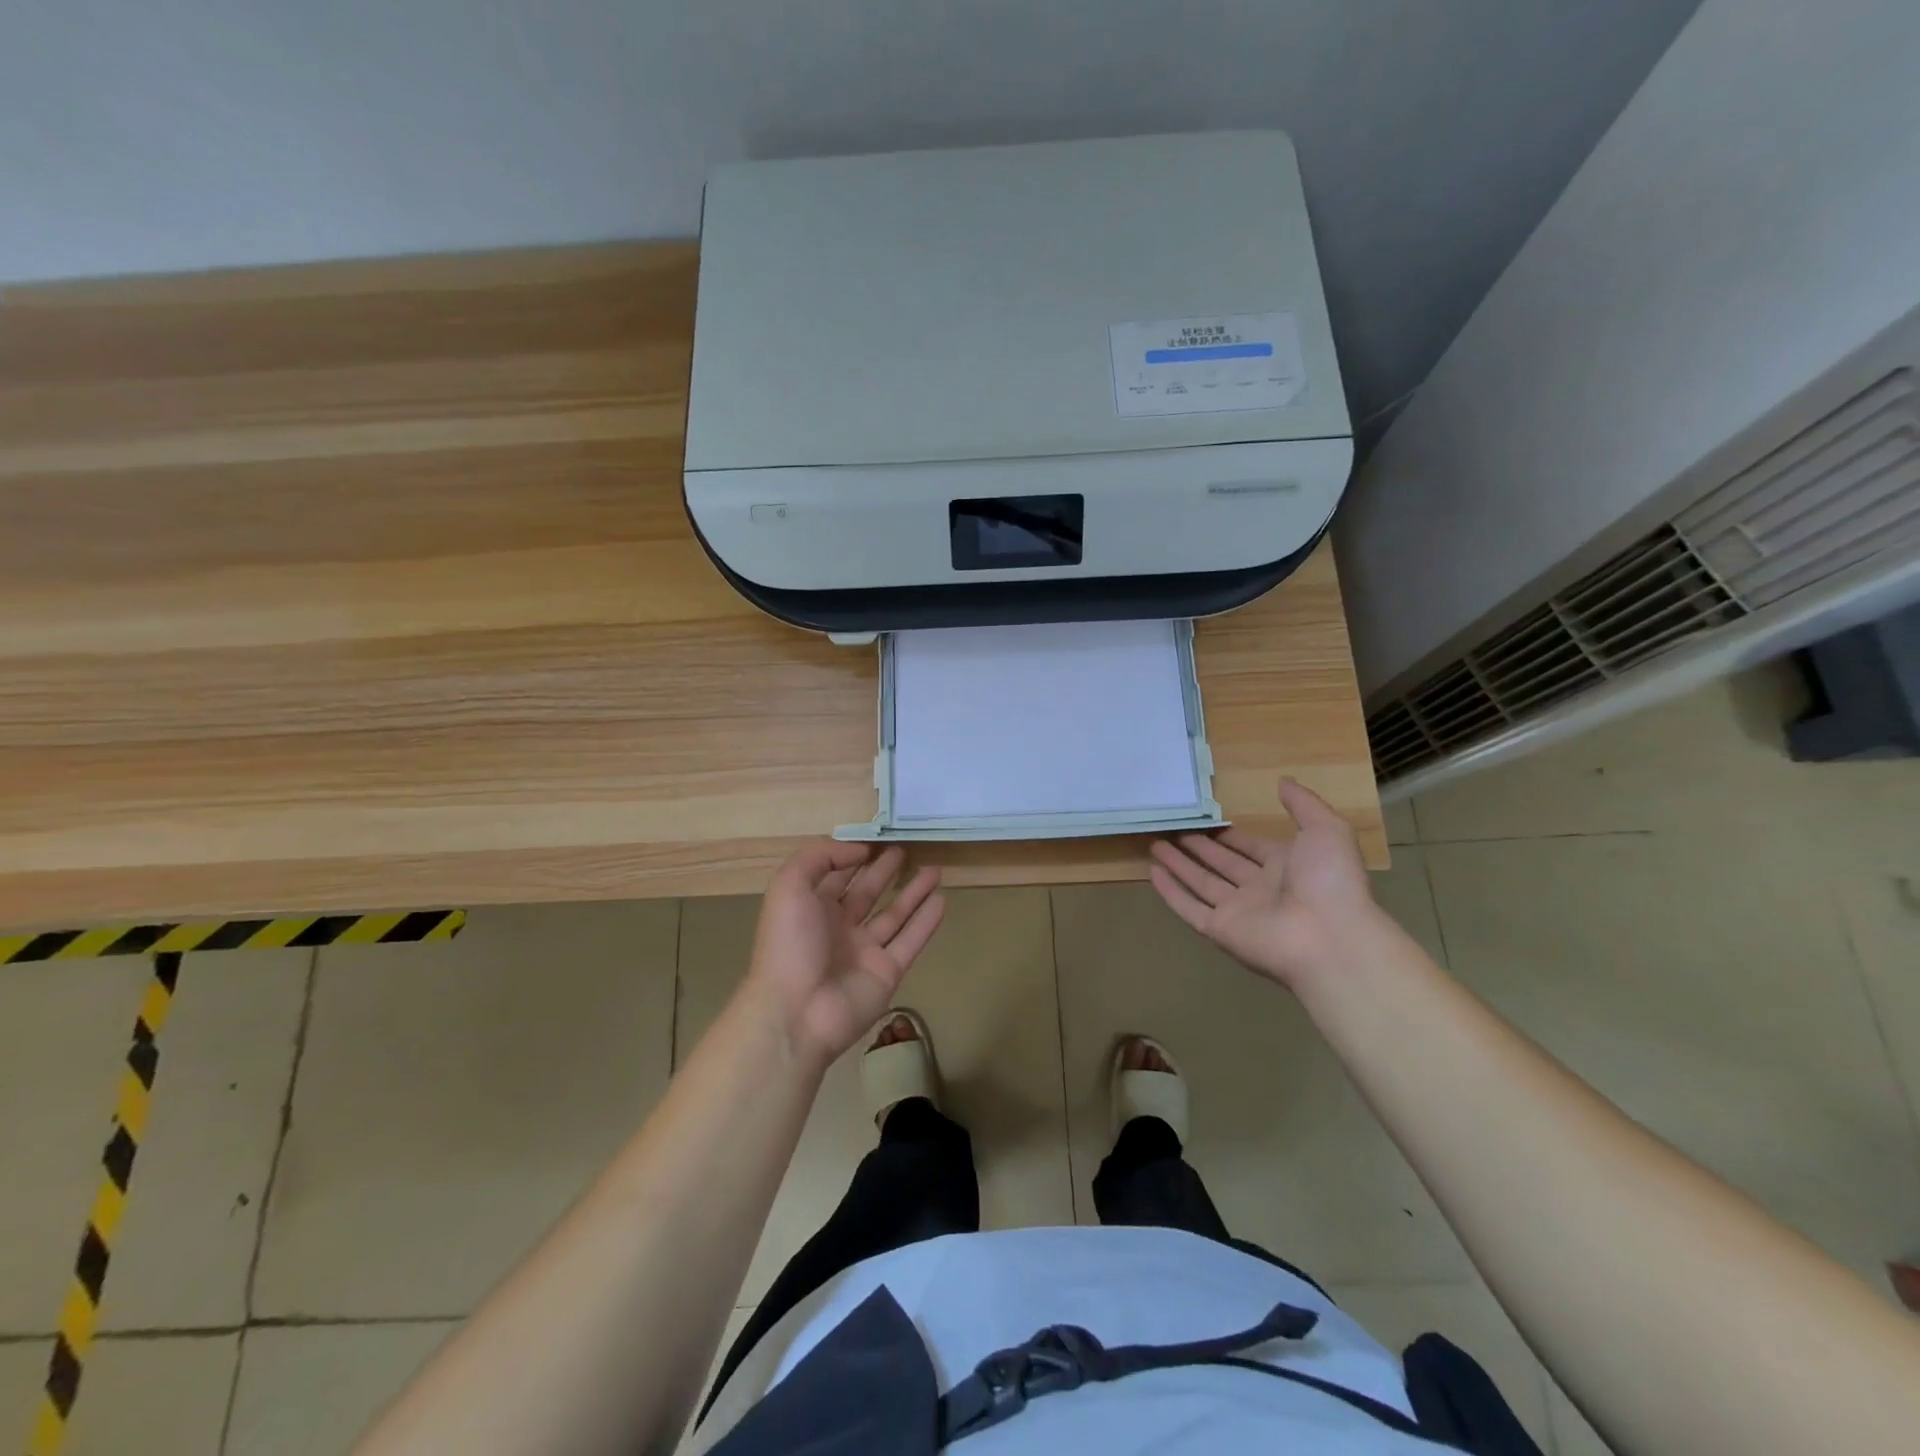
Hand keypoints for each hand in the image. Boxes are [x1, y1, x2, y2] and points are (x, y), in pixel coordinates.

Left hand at [742, 840, 945, 1070]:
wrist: (796, 1013)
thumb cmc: (789, 944)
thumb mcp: (789, 886)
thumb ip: (819, 857)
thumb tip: (858, 851)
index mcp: (810, 909)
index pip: (834, 877)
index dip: (850, 859)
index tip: (873, 842)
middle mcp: (837, 928)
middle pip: (866, 894)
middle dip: (883, 873)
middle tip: (905, 852)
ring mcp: (864, 952)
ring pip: (894, 915)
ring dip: (914, 893)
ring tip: (935, 870)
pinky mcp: (887, 972)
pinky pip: (910, 941)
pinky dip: (926, 922)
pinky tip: (942, 900)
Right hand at [1148, 780, 1381, 992]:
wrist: (1331, 939)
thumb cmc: (1330, 882)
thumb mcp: (1326, 830)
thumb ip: (1303, 804)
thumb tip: (1282, 781)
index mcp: (1286, 866)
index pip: (1250, 848)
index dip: (1229, 836)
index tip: (1206, 821)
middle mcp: (1260, 888)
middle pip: (1222, 864)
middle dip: (1199, 847)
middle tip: (1173, 830)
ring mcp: (1238, 911)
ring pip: (1201, 883)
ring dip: (1179, 865)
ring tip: (1155, 845)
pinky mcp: (1220, 930)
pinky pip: (1189, 907)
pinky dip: (1170, 892)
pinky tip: (1153, 873)